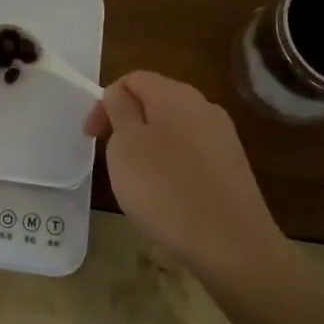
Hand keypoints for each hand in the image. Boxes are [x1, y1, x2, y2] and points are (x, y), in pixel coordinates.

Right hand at [84, 71, 295, 289]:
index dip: (105, 102)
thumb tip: (120, 95)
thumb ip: (120, 111)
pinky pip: (192, 155)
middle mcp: (204, 107)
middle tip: (110, 157)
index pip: (133, 79)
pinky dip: (171, 166)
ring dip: (149, 146)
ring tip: (137, 180)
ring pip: (174, 129)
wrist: (231, 243)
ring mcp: (223, 138)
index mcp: (175, 94)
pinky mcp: (232, 168)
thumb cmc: (165, 188)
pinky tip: (167, 196)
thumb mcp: (125, 145)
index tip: (92, 137)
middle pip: (155, 102)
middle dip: (127, 123)